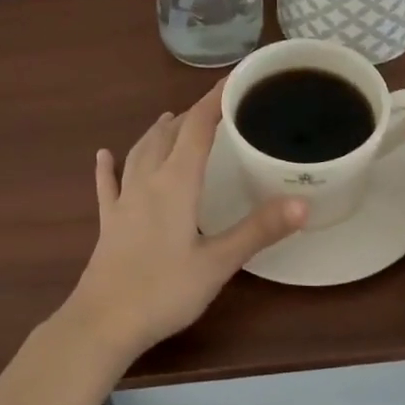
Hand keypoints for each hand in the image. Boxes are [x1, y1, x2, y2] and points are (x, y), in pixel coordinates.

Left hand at [62, 80, 307, 364]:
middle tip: (214, 107)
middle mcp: (147, 181)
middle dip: (191, 115)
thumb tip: (302, 202)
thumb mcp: (218, 263)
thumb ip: (258, 230)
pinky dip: (109, 166)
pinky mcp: (108, 222)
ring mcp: (123, 201)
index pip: (197, 127)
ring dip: (158, 132)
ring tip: (170, 119)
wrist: (102, 324)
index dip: (215, 100)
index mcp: (176, 182)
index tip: (235, 80)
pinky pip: (108, 184)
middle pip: (169, 135)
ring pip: (140, 152)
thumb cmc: (163, 291)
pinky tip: (103, 155)